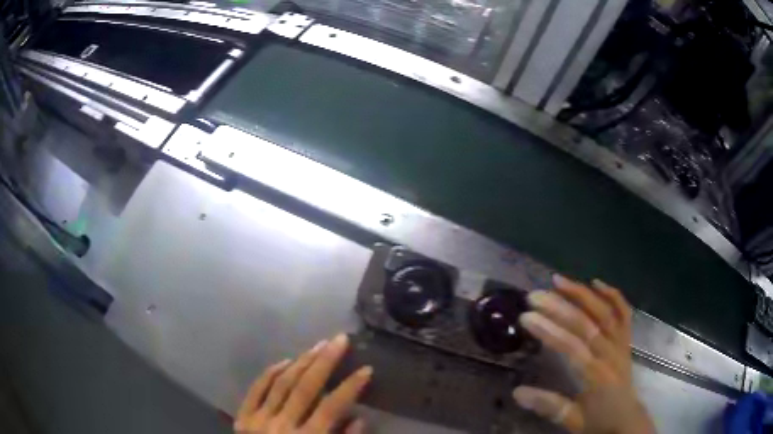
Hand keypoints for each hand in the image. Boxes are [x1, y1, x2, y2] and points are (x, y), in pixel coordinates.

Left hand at [235, 334, 371, 433]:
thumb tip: (360, 418)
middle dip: (325, 362)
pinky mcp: (243, 417)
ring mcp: (258, 420)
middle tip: (339, 340)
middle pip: (305, 388)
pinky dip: (269, 373)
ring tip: (318, 345)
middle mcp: (282, 426)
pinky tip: (284, 360)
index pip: (332, 408)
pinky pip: (256, 389)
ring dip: (301, 362)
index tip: (366, 368)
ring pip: (281, 384)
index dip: (350, 387)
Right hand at [513, 275, 654, 433]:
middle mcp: (610, 354)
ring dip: (582, 293)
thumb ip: (548, 405)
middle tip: (535, 296)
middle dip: (559, 307)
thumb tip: (517, 392)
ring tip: (559, 280)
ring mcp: (621, 343)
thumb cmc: (598, 421)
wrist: (628, 420)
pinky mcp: (627, 340)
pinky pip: (623, 312)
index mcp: (596, 376)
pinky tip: (596, 283)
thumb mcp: (572, 420)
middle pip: (586, 324)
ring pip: (604, 311)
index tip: (527, 317)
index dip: (549, 330)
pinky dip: (612, 295)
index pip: (571, 347)